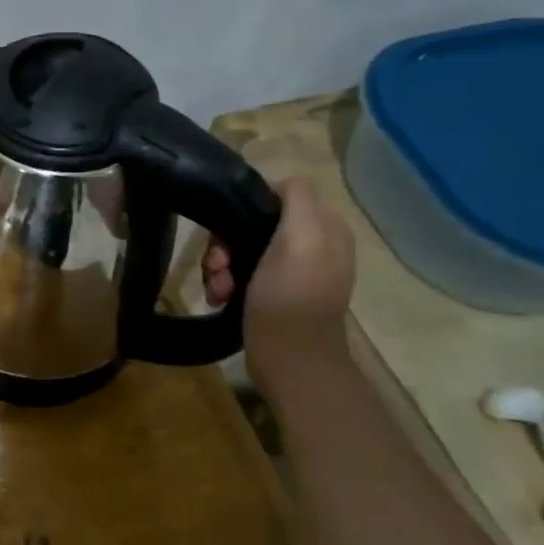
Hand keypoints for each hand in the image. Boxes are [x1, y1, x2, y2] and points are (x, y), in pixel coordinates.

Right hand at [204, 177, 355, 394]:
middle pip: (255, 224)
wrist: (290, 360)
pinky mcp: (275, 294)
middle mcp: (313, 245)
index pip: (278, 195)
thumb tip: (279, 184)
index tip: (227, 230)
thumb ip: (297, 200)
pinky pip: (243, 274)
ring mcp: (294, 272)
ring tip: (217, 288)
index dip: (247, 207)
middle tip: (217, 265)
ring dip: (222, 266)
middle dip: (228, 243)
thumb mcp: (300, 239)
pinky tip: (221, 297)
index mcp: (325, 228)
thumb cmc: (290, 298)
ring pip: (243, 250)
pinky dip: (227, 283)